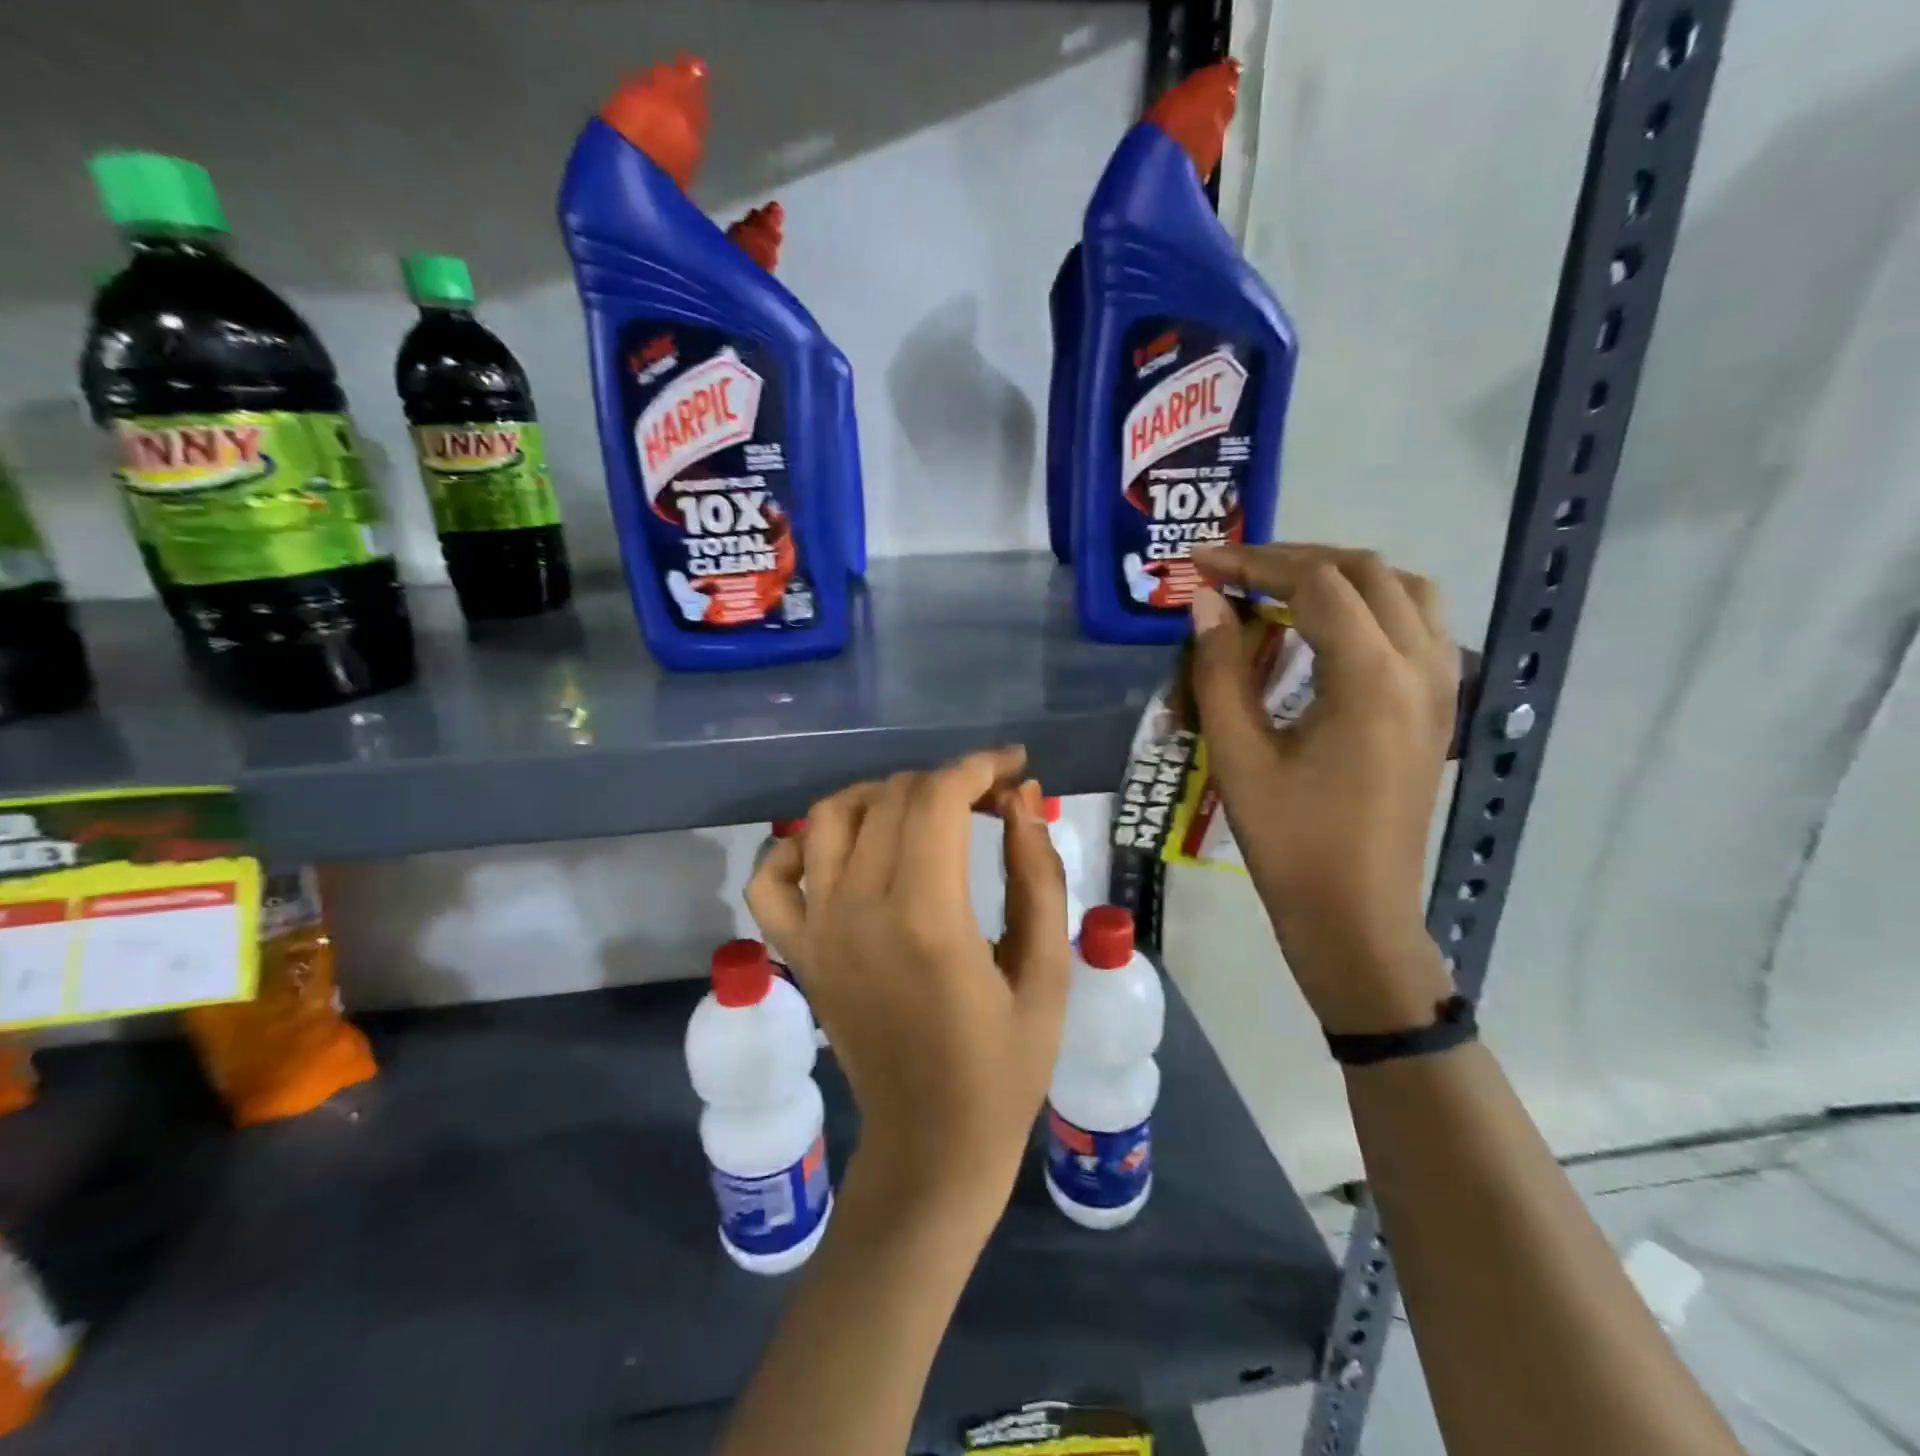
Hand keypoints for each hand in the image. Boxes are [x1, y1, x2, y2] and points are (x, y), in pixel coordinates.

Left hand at [747, 748, 1071, 1220]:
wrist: (932, 1145)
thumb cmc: (1005, 1067)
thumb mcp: (1048, 971)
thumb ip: (1037, 874)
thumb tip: (1021, 797)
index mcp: (928, 920)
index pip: (938, 799)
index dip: (979, 766)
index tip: (1014, 766)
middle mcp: (859, 911)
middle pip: (891, 798)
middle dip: (946, 780)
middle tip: (989, 799)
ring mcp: (817, 930)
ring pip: (829, 817)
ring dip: (879, 796)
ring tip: (923, 813)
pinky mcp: (797, 951)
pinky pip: (771, 877)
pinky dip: (796, 846)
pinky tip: (839, 850)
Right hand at [1189, 542, 1457, 1032]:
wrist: (1356, 913)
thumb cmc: (1290, 841)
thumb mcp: (1239, 755)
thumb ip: (1219, 669)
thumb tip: (1205, 602)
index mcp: (1370, 677)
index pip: (1316, 583)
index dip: (1254, 563)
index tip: (1201, 563)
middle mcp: (1420, 666)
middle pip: (1366, 571)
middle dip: (1295, 559)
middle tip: (1234, 572)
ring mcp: (1441, 686)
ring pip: (1404, 590)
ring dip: (1341, 576)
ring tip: (1282, 590)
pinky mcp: (1440, 707)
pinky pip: (1418, 625)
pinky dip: (1372, 604)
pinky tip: (1328, 630)